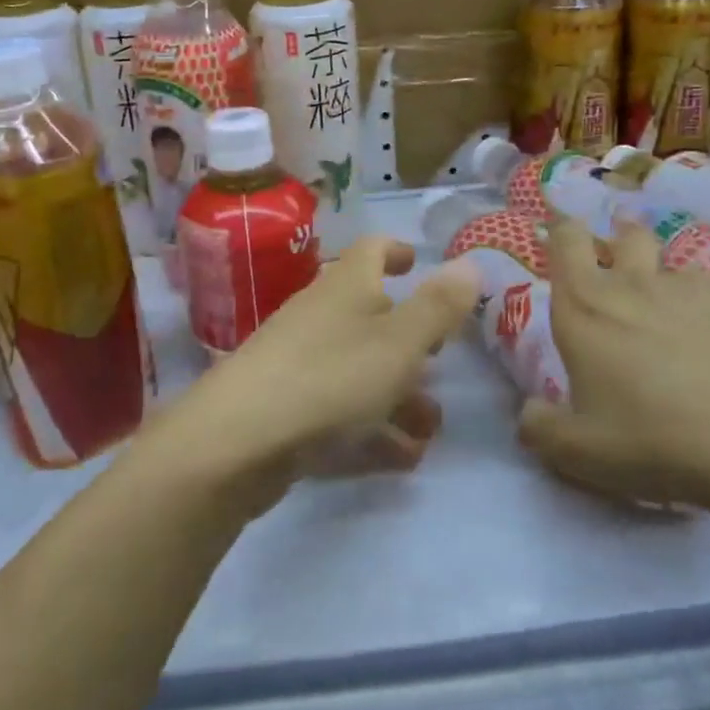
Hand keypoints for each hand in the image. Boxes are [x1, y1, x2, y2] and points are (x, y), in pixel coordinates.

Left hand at [152, 238, 481, 512]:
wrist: (238, 440)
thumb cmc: (330, 376)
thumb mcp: (399, 341)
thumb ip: (438, 306)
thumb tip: (470, 262)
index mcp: (346, 287)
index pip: (371, 251)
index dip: (395, 251)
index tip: (415, 261)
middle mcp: (321, 316)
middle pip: (369, 314)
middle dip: (408, 339)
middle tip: (440, 360)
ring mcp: (299, 361)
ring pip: (358, 368)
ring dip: (398, 393)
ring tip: (431, 428)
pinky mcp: (286, 407)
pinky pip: (340, 409)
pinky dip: (372, 427)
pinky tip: (402, 458)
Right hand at [518, 219, 709, 514]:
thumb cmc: (654, 438)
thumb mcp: (579, 451)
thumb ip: (540, 427)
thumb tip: (530, 412)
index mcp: (584, 305)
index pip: (565, 239)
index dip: (562, 231)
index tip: (561, 239)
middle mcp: (633, 282)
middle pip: (625, 233)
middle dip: (620, 239)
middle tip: (622, 264)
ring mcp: (691, 285)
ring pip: (673, 264)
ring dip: (667, 281)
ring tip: (678, 318)